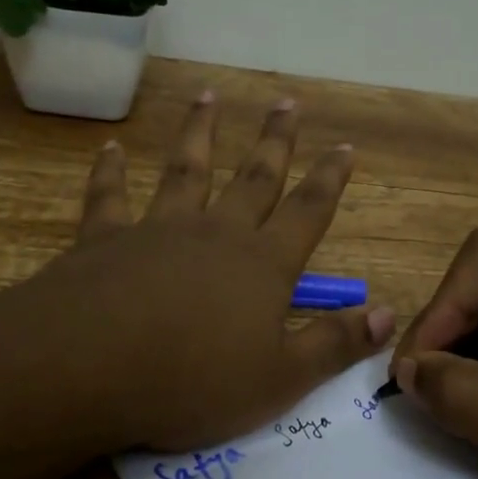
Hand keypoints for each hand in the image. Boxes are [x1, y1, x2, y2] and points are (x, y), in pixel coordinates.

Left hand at [17, 93, 394, 452]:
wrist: (90, 368)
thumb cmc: (193, 381)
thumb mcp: (279, 380)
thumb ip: (334, 344)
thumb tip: (387, 313)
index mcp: (262, 265)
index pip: (308, 211)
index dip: (330, 179)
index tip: (344, 146)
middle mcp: (216, 233)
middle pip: (254, 177)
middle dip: (274, 140)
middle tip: (286, 102)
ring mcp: (158, 229)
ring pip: (186, 170)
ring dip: (199, 133)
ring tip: (207, 97)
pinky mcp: (104, 239)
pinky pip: (109, 196)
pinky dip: (110, 171)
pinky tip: (110, 148)